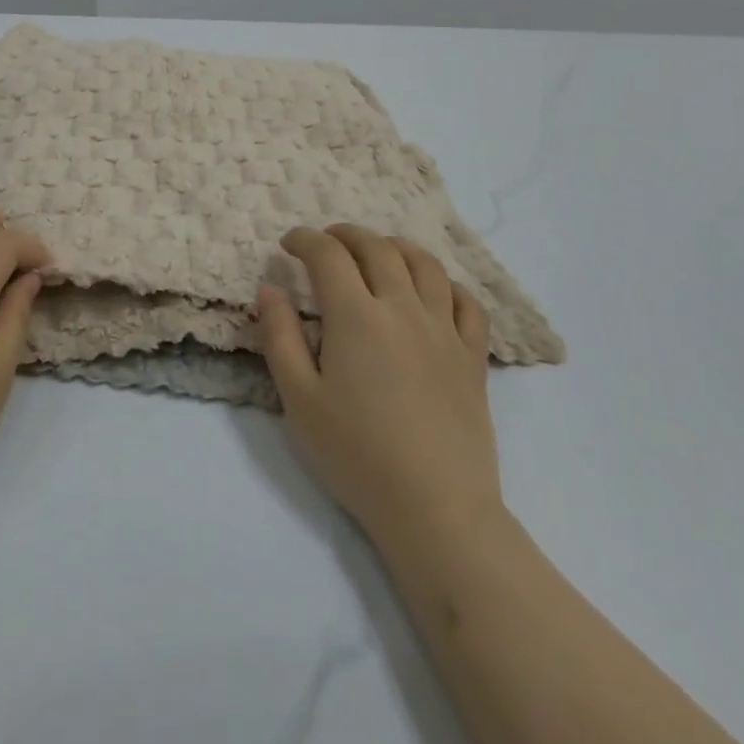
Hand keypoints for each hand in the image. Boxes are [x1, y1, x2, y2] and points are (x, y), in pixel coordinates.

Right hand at [256, 224, 502, 547]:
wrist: (435, 508)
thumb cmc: (356, 455)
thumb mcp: (299, 399)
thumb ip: (280, 337)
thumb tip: (270, 289)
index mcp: (356, 317)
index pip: (328, 255)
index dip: (305, 240)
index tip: (289, 244)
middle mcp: (403, 309)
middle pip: (378, 248)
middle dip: (346, 235)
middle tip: (326, 241)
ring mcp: (444, 330)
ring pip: (425, 265)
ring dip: (396, 247)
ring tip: (378, 252)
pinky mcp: (473, 356)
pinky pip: (467, 302)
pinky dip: (446, 284)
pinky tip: (432, 292)